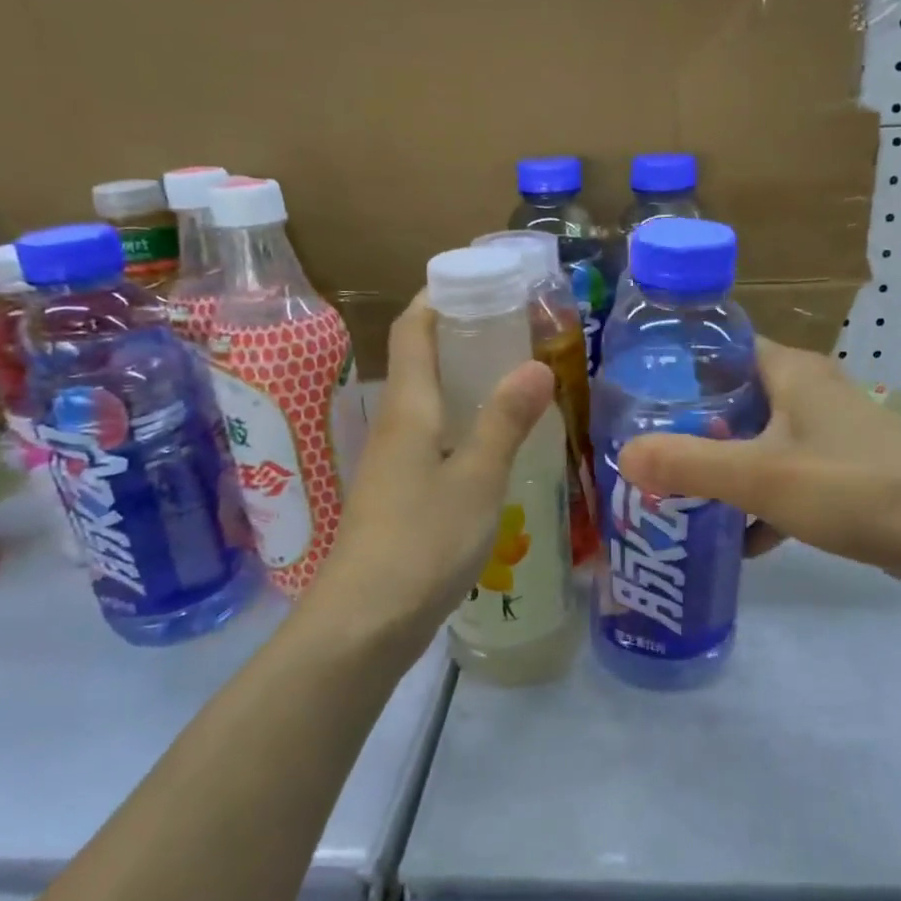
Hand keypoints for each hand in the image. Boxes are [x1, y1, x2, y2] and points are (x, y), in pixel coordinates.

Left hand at [317, 295, 553, 662]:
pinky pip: (433, 438)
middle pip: (420, 361)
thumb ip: (505, 421)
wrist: (364, 623)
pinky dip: (463, 422)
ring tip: (515, 377)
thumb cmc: (422, 542)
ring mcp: (393, 463)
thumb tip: (535, 364)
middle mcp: (394, 426)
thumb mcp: (477, 478)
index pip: (414, 329)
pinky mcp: (398, 496)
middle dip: (461, 334)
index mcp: (408, 408)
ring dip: (464, 380)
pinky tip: (495, 443)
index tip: (479, 278)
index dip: (438, 295)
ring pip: (428, 403)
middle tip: (515, 326)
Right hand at [617, 338, 900, 586]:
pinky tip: (739, 540)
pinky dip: (762, 501)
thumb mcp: (760, 476)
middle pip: (736, 399)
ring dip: (726, 468)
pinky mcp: (845, 469)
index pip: (723, 348)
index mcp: (791, 372)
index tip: (639, 395)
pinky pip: (787, 476)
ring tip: (680, 497)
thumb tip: (624, 456)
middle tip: (650, 453)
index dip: (680, 366)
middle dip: (694, 428)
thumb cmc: (851, 487)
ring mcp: (830, 431)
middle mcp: (810, 391)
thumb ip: (689, 465)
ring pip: (760, 441)